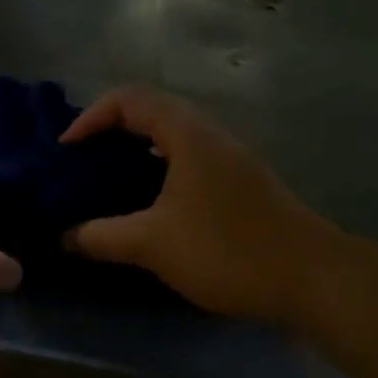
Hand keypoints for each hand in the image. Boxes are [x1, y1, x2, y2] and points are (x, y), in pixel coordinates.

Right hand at [60, 86, 336, 320]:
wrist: (313, 279)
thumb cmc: (228, 249)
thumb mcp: (153, 244)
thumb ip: (102, 237)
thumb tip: (64, 237)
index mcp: (188, 135)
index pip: (130, 99)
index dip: (91, 116)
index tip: (67, 150)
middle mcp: (211, 136)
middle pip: (151, 112)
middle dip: (110, 132)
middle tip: (82, 164)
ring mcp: (230, 160)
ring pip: (171, 139)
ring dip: (134, 153)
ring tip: (106, 184)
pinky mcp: (241, 185)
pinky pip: (187, 162)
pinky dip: (157, 172)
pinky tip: (147, 208)